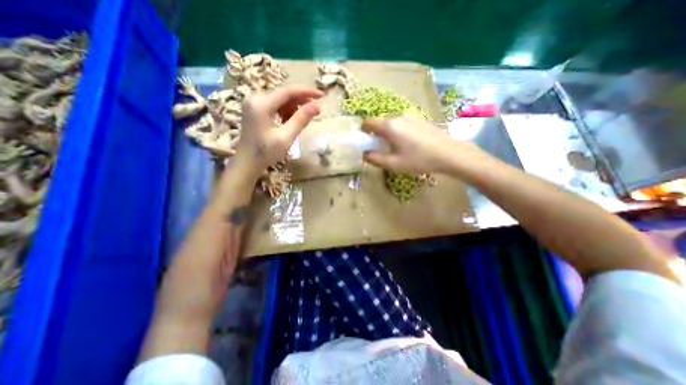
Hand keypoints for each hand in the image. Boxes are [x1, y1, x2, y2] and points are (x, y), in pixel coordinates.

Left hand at [235, 85, 323, 174]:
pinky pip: (274, 105)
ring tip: (303, 120)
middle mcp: (255, 98)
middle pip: (283, 94)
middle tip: (316, 111)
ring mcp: (253, 103)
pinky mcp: (254, 109)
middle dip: (301, 101)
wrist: (247, 162)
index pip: (287, 91)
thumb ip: (301, 119)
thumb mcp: (286, 137)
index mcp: (261, 104)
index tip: (321, 95)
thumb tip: (316, 106)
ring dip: (294, 107)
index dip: (306, 92)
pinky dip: (285, 111)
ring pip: (280, 99)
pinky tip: (290, 122)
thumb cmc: (266, 152)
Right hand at [360, 114, 484, 173]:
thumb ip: (374, 158)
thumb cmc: (418, 159)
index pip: (368, 122)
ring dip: (388, 135)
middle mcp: (398, 117)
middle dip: (376, 135)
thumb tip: (364, 154)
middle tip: (381, 150)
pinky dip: (398, 133)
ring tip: (396, 149)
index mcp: (389, 126)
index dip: (363, 132)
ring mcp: (411, 117)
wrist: (449, 153)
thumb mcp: (393, 163)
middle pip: (380, 123)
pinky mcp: (420, 120)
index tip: (366, 144)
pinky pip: (402, 125)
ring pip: (391, 124)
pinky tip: (409, 145)